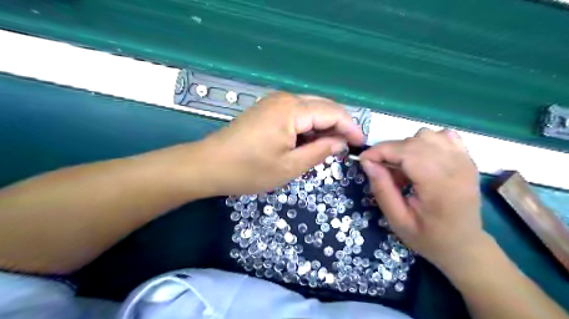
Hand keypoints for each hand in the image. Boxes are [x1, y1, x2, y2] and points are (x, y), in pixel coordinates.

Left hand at [202, 92, 361, 195]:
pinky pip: (297, 114)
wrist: (208, 165)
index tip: (360, 145)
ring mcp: (274, 102)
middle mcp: (285, 99)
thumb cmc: (248, 170)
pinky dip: (308, 127)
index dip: (350, 127)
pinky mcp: (267, 110)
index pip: (333, 112)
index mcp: (292, 110)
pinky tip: (309, 142)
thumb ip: (319, 152)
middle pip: (323, 107)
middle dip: (338, 126)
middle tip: (346, 149)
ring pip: (310, 110)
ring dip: (323, 127)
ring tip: (329, 149)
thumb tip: (341, 143)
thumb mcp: (289, 167)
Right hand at [360, 128, 484, 269]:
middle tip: (382, 170)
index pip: (406, 153)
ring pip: (427, 135)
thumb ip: (382, 189)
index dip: (380, 151)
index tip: (363, 160)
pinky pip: (443, 136)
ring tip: (403, 168)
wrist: (464, 245)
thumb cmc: (428, 238)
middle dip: (390, 150)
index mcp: (439, 187)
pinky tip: (421, 159)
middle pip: (414, 141)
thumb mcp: (397, 220)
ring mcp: (465, 161)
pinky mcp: (467, 159)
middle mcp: (456, 168)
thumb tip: (367, 162)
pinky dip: (426, 142)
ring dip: (407, 147)